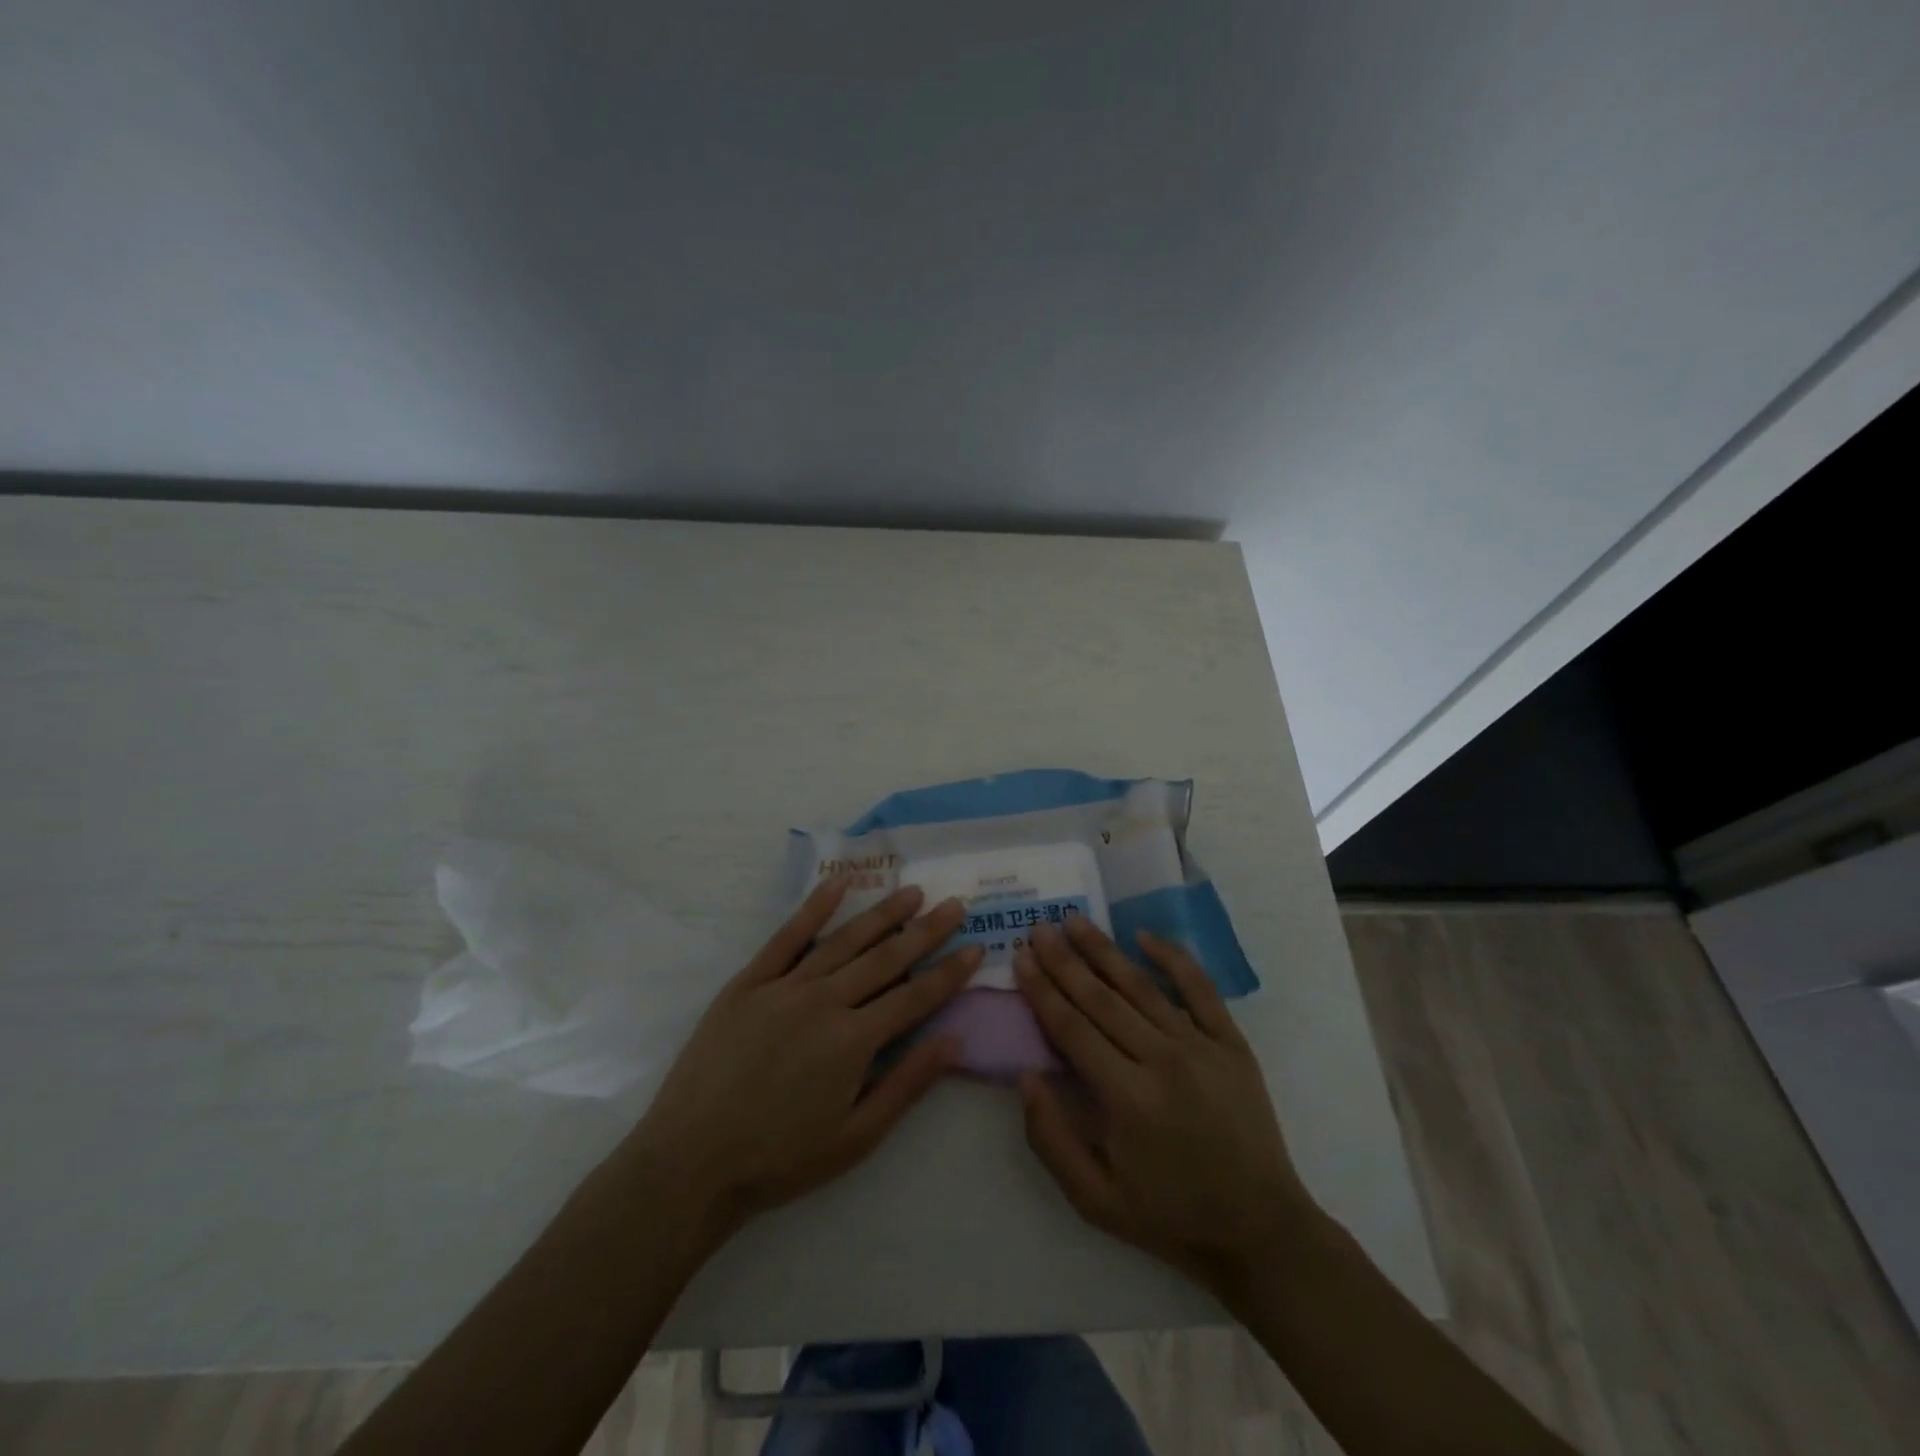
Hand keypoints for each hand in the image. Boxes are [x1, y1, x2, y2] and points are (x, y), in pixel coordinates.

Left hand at [622, 877, 978, 1242]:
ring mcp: (784, 986)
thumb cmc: (780, 1158)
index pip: (915, 996)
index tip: (976, 947)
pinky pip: (787, 937)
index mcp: (854, 1041)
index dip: (949, 973)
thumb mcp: (855, 1137)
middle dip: (926, 931)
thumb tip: (954, 1040)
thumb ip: (907, 1084)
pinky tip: (838, 884)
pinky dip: (814, 908)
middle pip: (886, 958)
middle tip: (954, 905)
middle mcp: (825, 1001)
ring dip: (882, 913)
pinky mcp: (749, 982)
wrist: (691, 1162)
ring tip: (912, 891)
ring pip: (844, 940)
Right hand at [1013, 917, 1316, 1300]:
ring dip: (1104, 951)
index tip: (1021, 957)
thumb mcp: (1095, 1200)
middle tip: (1039, 928)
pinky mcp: (1231, 1043)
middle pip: (1101, 998)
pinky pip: (1199, 989)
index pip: (1071, 1028)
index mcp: (1126, 1097)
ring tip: (1076, 921)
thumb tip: (1026, 1075)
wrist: (1261, 1230)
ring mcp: (1201, 1046)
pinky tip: (1145, 935)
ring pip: (1141, 986)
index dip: (1042, 990)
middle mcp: (1161, 1060)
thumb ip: (1051, 1138)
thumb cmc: (1170, 1217)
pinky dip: (1173, 958)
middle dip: (1064, 961)